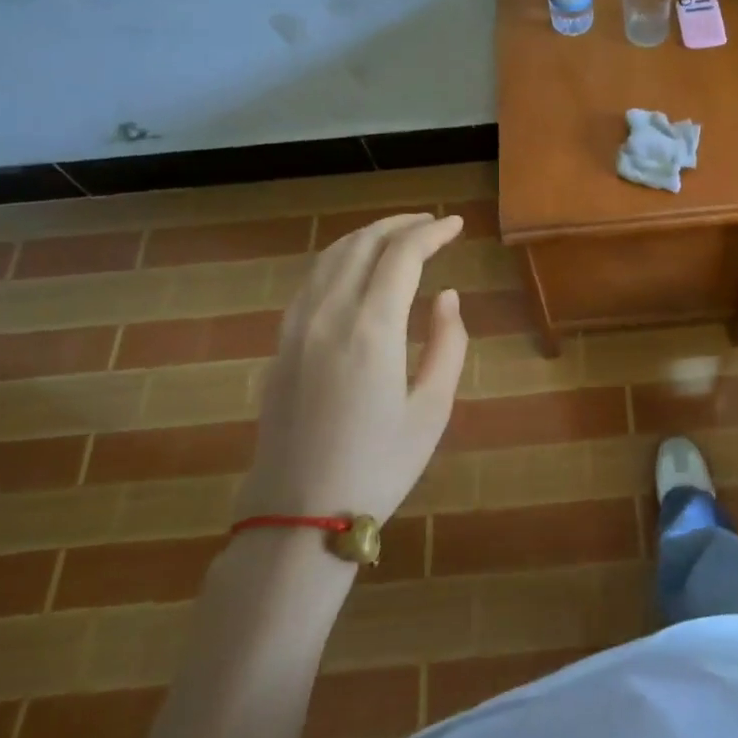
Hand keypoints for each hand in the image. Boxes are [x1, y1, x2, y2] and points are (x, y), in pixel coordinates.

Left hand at [238, 213, 467, 525]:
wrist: (299, 515)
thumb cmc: (379, 466)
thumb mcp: (432, 410)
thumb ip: (448, 344)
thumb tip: (447, 295)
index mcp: (371, 328)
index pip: (402, 254)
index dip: (432, 232)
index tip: (457, 225)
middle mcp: (329, 314)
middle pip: (363, 244)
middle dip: (400, 224)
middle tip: (432, 223)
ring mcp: (297, 327)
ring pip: (331, 257)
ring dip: (368, 236)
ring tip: (398, 235)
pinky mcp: (281, 345)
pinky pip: (311, 281)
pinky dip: (339, 259)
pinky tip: (355, 269)